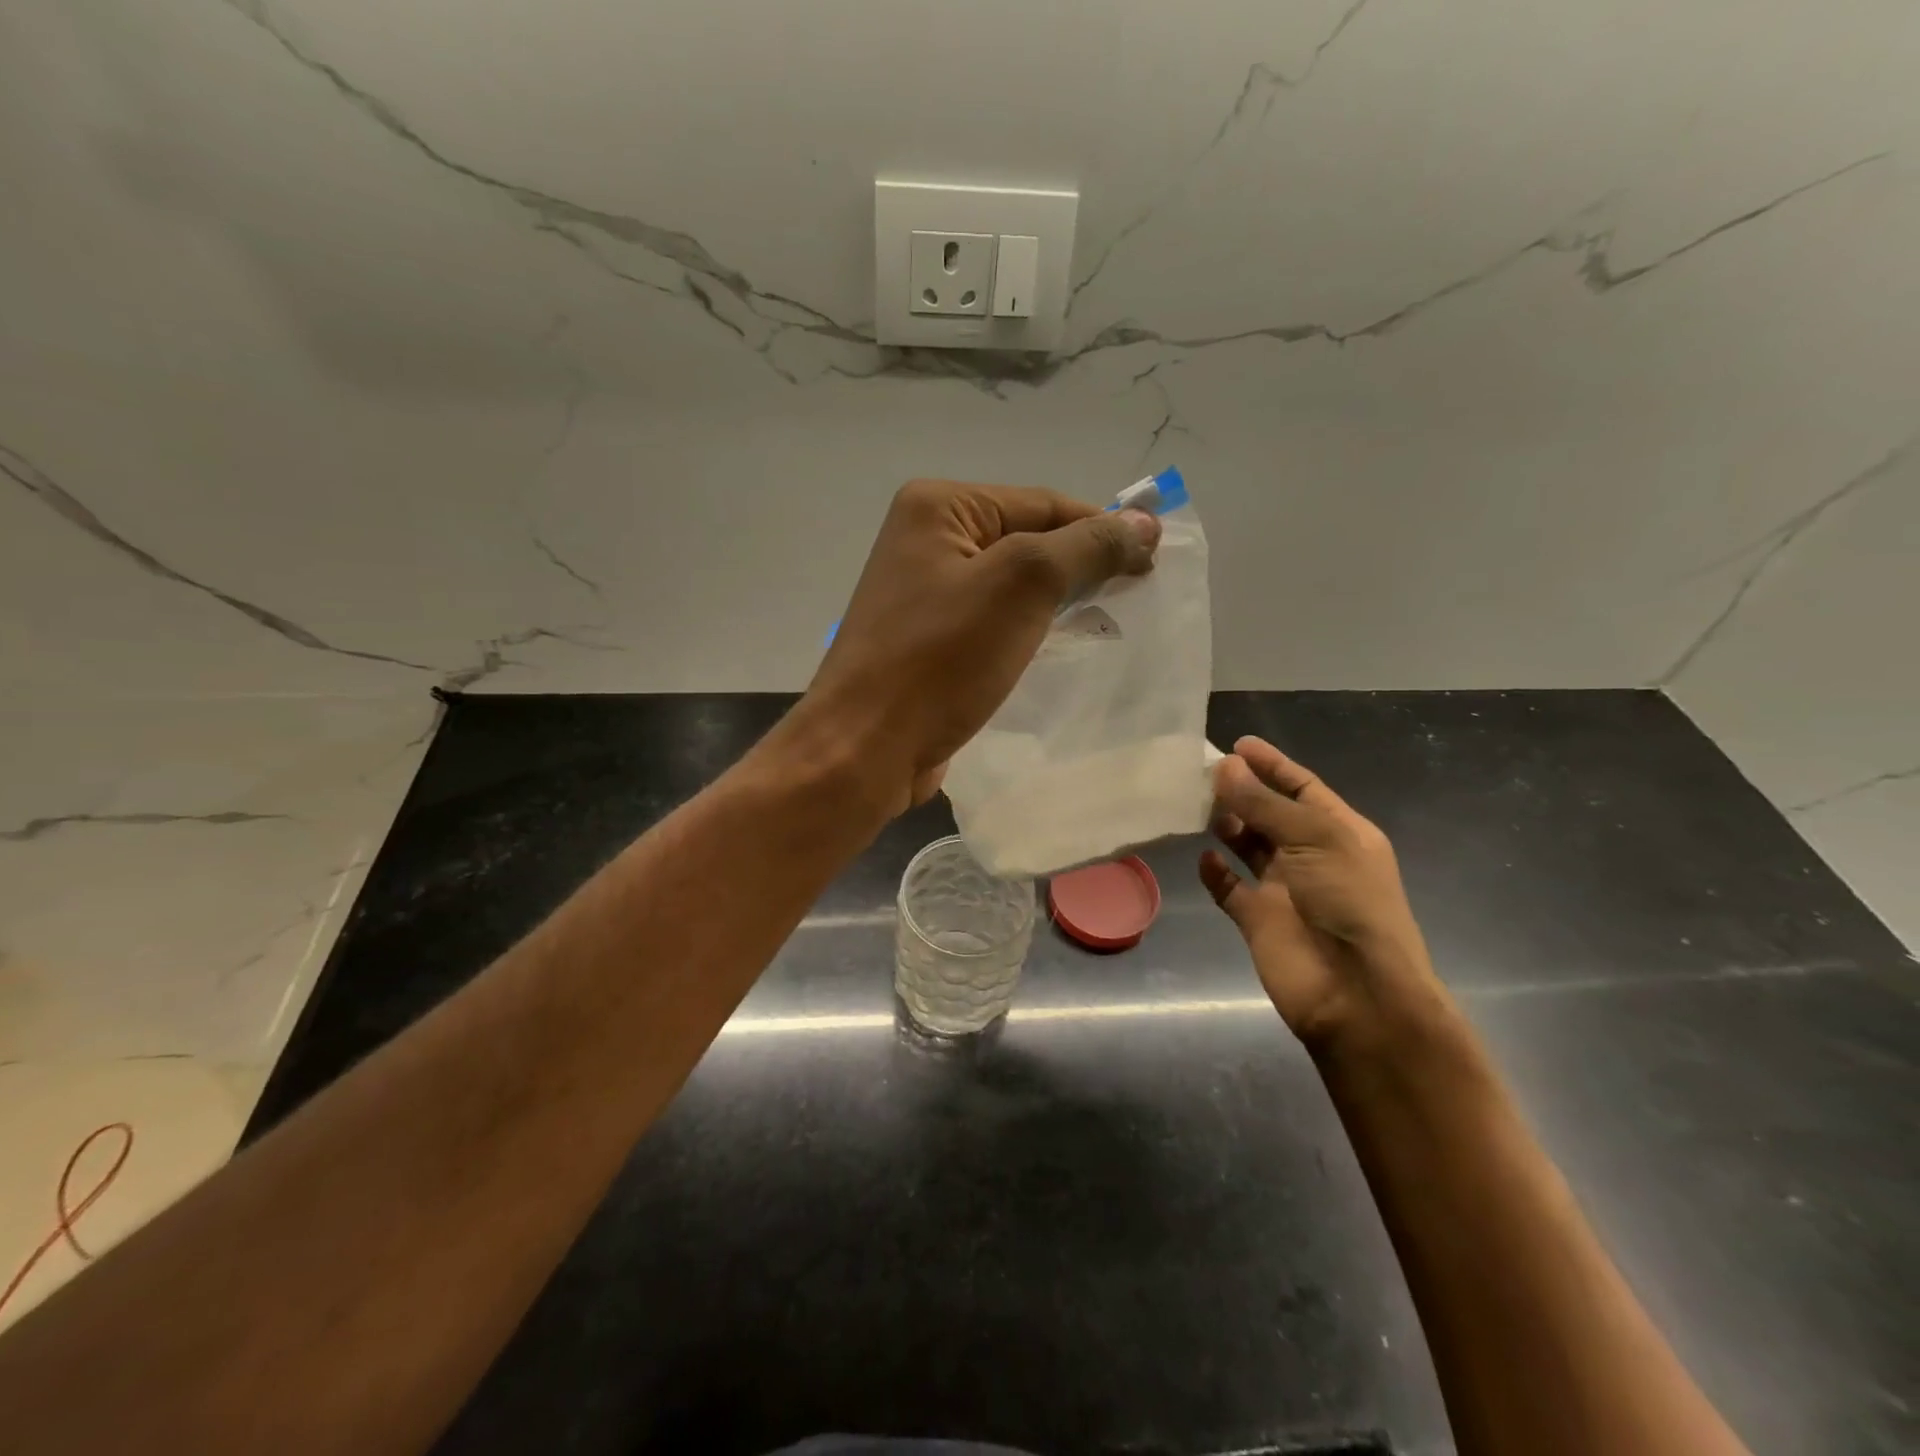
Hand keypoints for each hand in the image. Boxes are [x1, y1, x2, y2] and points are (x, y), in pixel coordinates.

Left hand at [802, 480, 1160, 812]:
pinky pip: (991, 623)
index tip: (1153, 563)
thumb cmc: (941, 657)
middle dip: (1080, 567)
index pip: (1041, 503)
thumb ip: (1086, 546)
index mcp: (937, 507)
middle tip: (1134, 597)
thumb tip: (1144, 523)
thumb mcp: (1022, 585)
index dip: (1101, 529)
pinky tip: (1058, 649)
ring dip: (1057, 602)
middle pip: (1026, 541)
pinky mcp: (927, 641)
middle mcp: (924, 540)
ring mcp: (922, 594)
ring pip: (1010, 586)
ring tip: (1106, 624)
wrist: (867, 748)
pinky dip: (1027, 631)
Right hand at [1200, 736, 1450, 1055]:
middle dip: (1242, 792)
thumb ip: (1264, 804)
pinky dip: (1215, 872)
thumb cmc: (1348, 903)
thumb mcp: (1314, 839)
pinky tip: (1202, 857)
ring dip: (1227, 826)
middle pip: (1271, 814)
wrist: (1355, 992)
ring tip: (1197, 806)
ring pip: (1248, 847)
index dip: (1272, 764)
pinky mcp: (1258, 919)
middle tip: (1202, 773)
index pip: (1302, 787)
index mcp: (1339, 832)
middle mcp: (1311, 855)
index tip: (1237, 743)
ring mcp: (1283, 888)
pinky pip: (1230, 888)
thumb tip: (1224, 765)